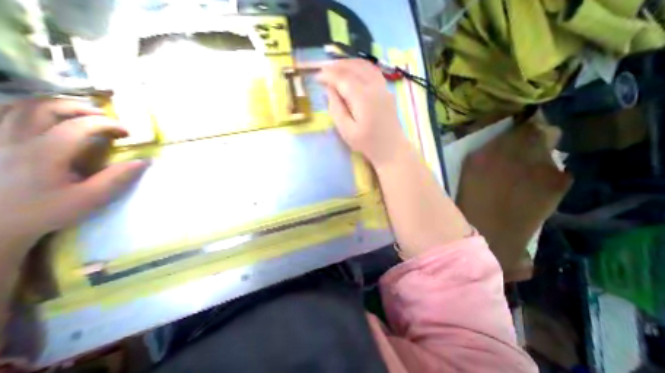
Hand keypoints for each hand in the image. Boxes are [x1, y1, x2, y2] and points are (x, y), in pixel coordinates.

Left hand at [0, 98, 146, 252]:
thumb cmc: (46, 211)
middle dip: (82, 108)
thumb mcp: (91, 198)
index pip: (80, 126)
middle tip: (104, 118)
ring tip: (80, 115)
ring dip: (56, 106)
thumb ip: (118, 178)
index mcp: (44, 154)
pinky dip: (28, 109)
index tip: (127, 133)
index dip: (109, 124)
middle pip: (46, 107)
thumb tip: (144, 161)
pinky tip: (46, 118)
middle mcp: (14, 139)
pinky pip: (3, 113)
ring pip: (20, 105)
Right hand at [318, 59, 410, 164]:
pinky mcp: (386, 90)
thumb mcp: (347, 130)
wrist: (391, 148)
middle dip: (336, 66)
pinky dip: (360, 66)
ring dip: (348, 63)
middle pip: (353, 67)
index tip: (316, 77)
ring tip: (335, 67)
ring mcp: (383, 86)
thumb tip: (329, 89)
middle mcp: (374, 86)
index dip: (328, 75)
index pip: (342, 78)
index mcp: (362, 98)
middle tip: (323, 70)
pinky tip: (353, 70)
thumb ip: (336, 108)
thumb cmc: (367, 143)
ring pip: (364, 65)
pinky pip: (372, 70)